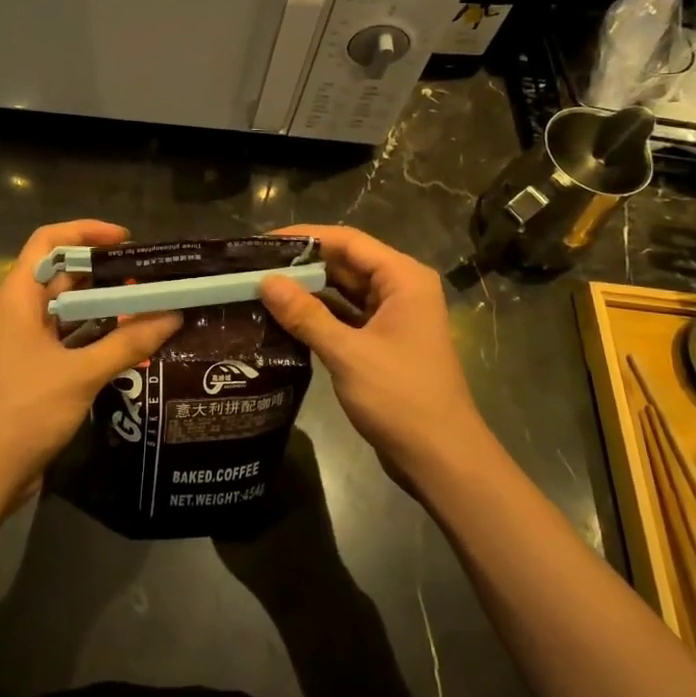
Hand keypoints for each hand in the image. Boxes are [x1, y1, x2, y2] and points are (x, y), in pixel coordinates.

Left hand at [0, 220, 180, 511]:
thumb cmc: (24, 411)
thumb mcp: (80, 374)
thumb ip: (127, 343)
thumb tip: (174, 315)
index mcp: (19, 296)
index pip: (49, 240)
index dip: (86, 231)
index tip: (127, 241)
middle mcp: (21, 310)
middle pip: (65, 273)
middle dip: (107, 272)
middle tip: (152, 278)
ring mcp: (28, 340)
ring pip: (72, 308)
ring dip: (108, 306)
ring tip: (152, 307)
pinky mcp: (38, 368)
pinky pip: (73, 338)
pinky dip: (101, 336)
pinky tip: (134, 344)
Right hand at [258, 225, 492, 481]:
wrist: (441, 459)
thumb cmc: (400, 398)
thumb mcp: (347, 353)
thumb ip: (305, 314)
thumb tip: (265, 281)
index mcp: (403, 279)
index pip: (348, 241)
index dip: (305, 237)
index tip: (262, 242)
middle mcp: (401, 289)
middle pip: (346, 263)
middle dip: (302, 265)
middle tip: (253, 267)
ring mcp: (394, 317)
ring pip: (344, 291)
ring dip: (308, 291)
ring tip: (261, 289)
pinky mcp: (383, 343)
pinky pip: (346, 317)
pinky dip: (319, 316)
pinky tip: (285, 320)